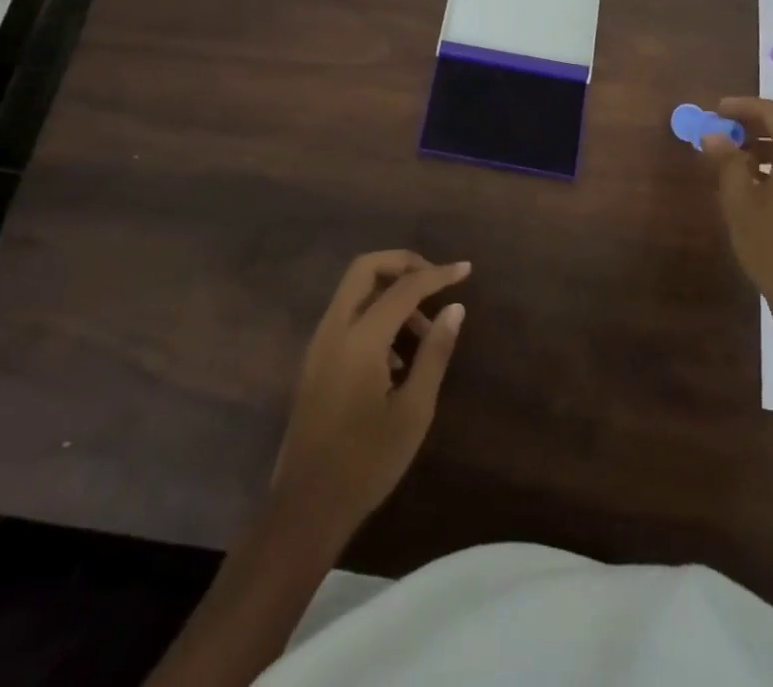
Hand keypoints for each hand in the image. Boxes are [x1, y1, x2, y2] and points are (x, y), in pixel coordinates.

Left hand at [271, 251, 469, 538]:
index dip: (438, 274)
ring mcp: (320, 343)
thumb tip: (454, 308)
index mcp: (360, 338)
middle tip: (436, 280)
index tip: (466, 269)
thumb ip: (435, 352)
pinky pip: (348, 316)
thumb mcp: (413, 410)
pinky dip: (375, 313)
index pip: (405, 287)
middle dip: (404, 264)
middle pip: (366, 268)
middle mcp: (334, 328)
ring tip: (424, 331)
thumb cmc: (366, 463)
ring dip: (390, 292)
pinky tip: (398, 357)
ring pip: (355, 290)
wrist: (306, 508)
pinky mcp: (316, 360)